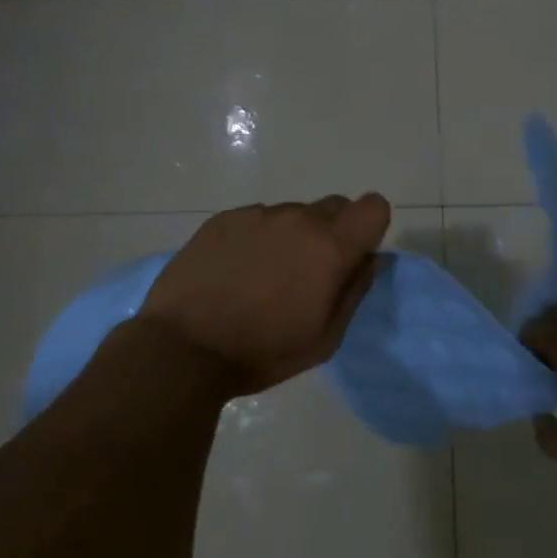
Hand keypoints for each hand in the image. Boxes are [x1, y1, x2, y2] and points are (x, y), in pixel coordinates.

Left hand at [137, 194, 390, 394]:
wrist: (183, 349)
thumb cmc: (262, 352)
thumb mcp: (324, 339)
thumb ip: (354, 291)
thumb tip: (370, 259)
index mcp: (329, 247)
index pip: (373, 207)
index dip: (370, 228)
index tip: (353, 255)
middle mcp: (298, 219)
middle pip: (335, 205)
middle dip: (333, 232)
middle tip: (309, 272)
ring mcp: (257, 215)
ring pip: (293, 213)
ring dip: (292, 236)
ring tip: (263, 276)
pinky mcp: (224, 218)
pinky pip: (257, 218)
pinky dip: (257, 238)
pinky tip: (235, 271)